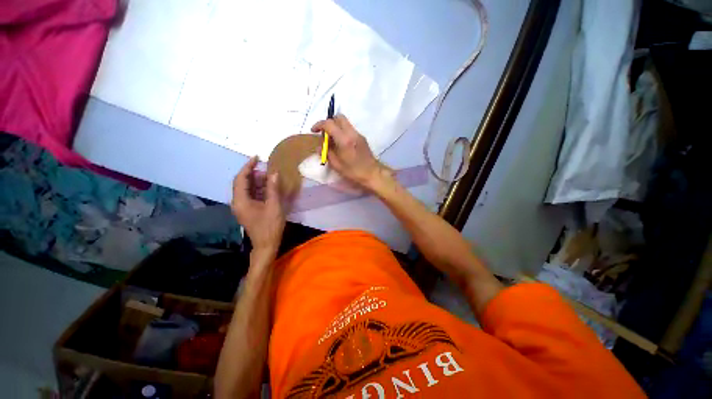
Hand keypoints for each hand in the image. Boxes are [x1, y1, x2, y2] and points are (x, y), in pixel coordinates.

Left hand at [231, 157, 284, 255]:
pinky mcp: (248, 210)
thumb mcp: (274, 206)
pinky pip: (251, 195)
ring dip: (257, 182)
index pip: (241, 179)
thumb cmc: (270, 226)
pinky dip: (259, 189)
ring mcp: (242, 207)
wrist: (267, 244)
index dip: (248, 166)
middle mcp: (238, 202)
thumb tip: (273, 173)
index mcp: (241, 201)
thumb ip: (272, 188)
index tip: (257, 158)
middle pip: (242, 183)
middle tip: (268, 170)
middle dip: (254, 174)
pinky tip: (269, 188)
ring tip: (270, 178)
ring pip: (247, 189)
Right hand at [311, 115, 384, 189]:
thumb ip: (327, 153)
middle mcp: (352, 133)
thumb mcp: (337, 165)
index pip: (329, 124)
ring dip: (336, 127)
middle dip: (329, 122)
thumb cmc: (354, 172)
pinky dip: (342, 132)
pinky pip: (349, 129)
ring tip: (332, 140)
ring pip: (345, 122)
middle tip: (324, 134)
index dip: (319, 125)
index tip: (314, 131)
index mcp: (344, 140)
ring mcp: (358, 134)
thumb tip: (320, 147)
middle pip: (339, 117)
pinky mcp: (362, 138)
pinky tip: (341, 144)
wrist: (373, 174)